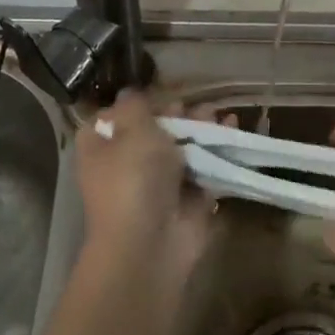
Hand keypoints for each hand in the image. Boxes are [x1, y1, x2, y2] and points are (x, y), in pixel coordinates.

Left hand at [74, 91, 213, 277]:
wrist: (149, 243)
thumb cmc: (132, 177)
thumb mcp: (132, 128)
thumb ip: (136, 105)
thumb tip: (130, 92)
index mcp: (100, 146)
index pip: (114, 116)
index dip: (137, 103)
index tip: (159, 91)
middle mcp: (125, 163)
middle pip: (153, 130)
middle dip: (178, 114)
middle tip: (197, 104)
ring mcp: (157, 183)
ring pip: (181, 148)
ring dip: (201, 129)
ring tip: (221, 114)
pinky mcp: (186, 198)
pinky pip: (204, 167)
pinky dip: (219, 150)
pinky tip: (233, 129)